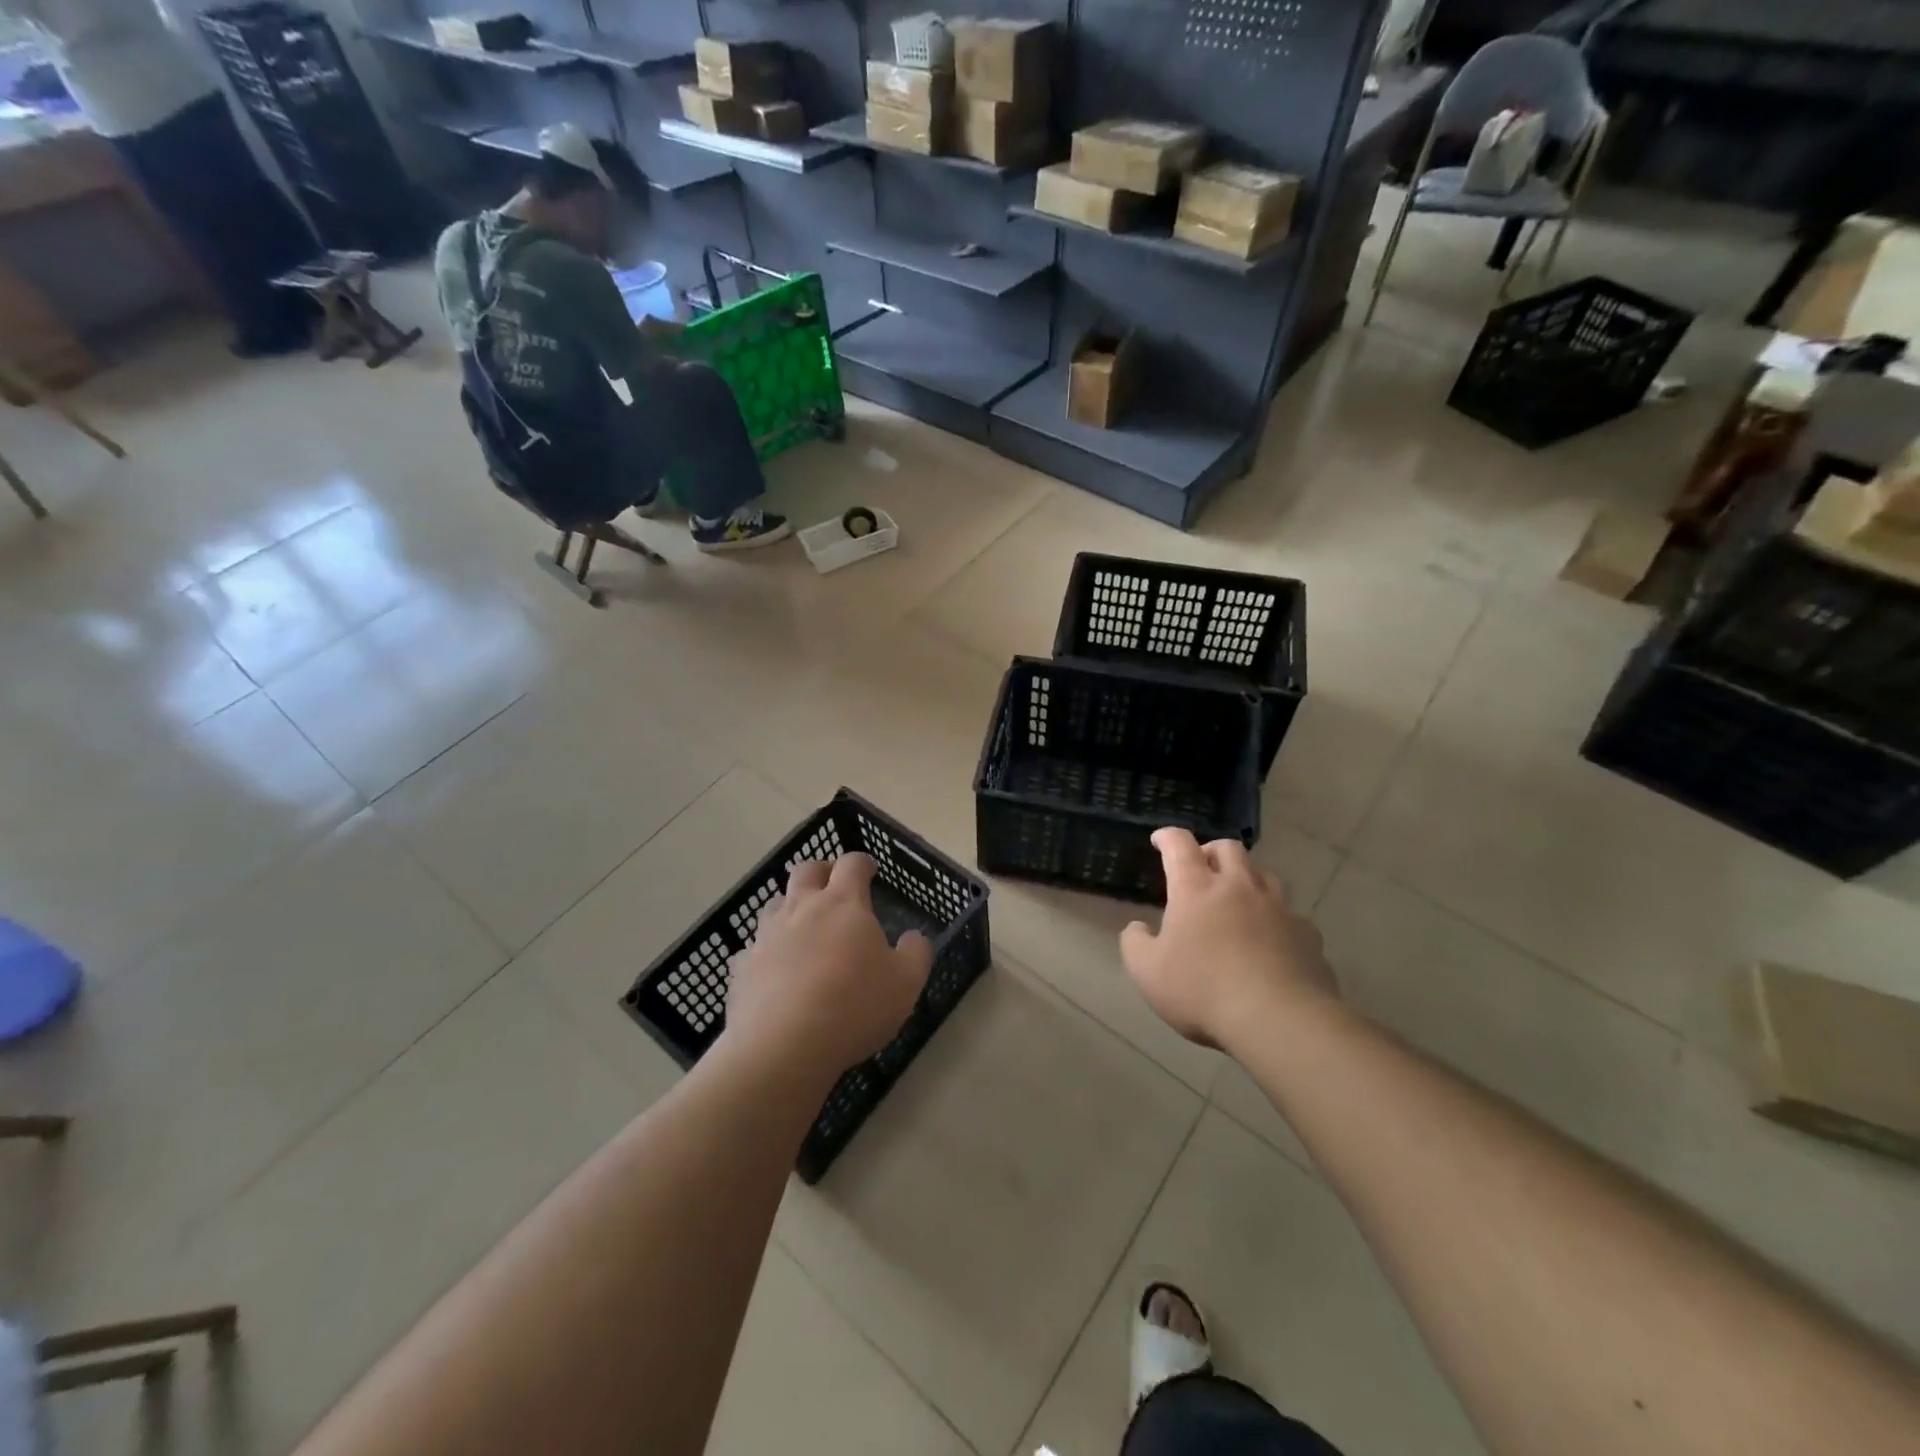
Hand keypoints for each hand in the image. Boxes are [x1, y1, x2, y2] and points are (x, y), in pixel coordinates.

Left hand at [726, 854, 931, 1080]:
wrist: (782, 1047)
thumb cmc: (854, 1006)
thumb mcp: (906, 983)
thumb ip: (916, 953)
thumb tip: (914, 937)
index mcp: (843, 904)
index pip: (852, 864)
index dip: (862, 862)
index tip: (870, 871)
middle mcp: (802, 908)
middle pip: (806, 871)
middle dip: (822, 872)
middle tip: (833, 888)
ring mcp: (767, 935)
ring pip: (775, 903)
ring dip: (790, 906)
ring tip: (803, 927)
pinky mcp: (743, 966)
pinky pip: (754, 948)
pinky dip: (766, 951)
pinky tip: (775, 971)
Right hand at [1121, 828, 1335, 1049]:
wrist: (1280, 1020)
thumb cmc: (1202, 990)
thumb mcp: (1147, 972)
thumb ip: (1136, 943)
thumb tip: (1138, 928)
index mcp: (1196, 889)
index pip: (1180, 845)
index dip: (1168, 837)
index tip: (1160, 839)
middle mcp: (1239, 887)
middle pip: (1229, 849)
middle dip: (1211, 850)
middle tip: (1201, 866)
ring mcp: (1278, 909)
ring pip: (1264, 875)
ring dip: (1247, 878)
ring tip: (1238, 898)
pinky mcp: (1307, 935)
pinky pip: (1290, 915)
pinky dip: (1275, 918)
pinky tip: (1270, 940)